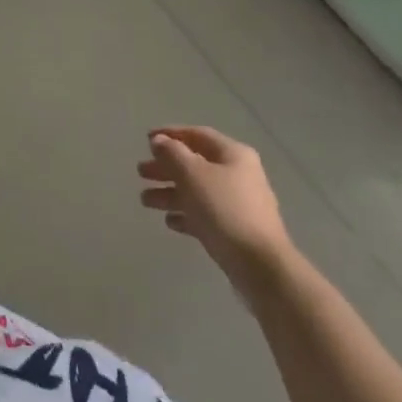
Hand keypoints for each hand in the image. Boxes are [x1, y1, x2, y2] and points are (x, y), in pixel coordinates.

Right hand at [138, 126, 291, 271]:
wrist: (261, 267)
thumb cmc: (225, 210)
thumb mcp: (193, 174)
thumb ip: (172, 153)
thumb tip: (159, 141)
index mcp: (233, 154)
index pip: (197, 134)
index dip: (170, 134)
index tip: (146, 140)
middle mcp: (238, 175)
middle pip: (195, 164)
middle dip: (166, 167)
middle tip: (141, 172)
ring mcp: (238, 205)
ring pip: (197, 191)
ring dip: (170, 193)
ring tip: (145, 200)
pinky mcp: (235, 231)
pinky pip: (205, 216)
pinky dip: (186, 215)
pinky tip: (169, 222)